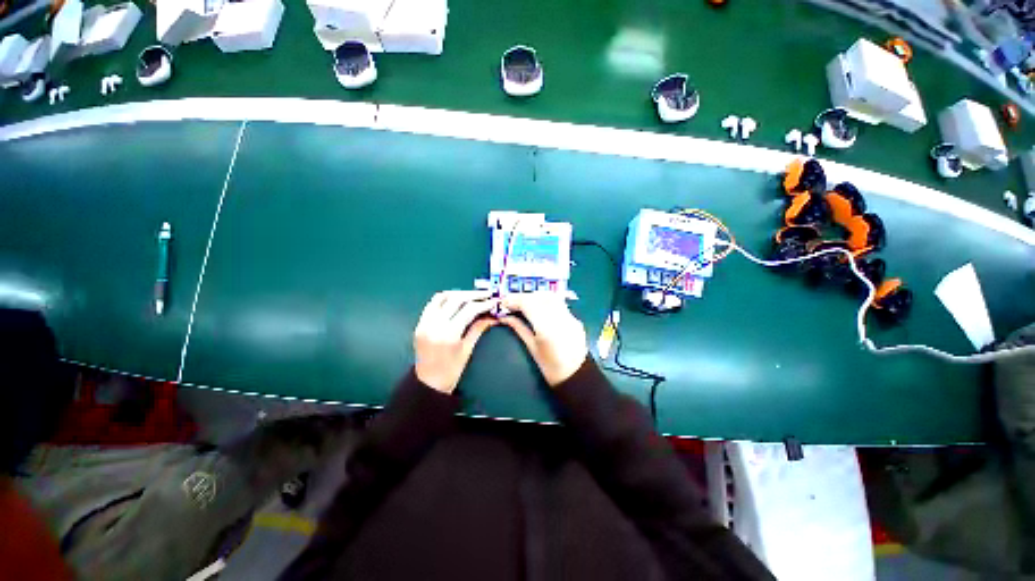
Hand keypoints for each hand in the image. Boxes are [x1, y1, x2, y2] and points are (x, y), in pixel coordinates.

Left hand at [414, 291, 497, 393]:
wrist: (428, 383)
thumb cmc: (451, 371)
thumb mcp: (467, 349)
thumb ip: (478, 328)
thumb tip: (492, 316)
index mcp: (449, 334)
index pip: (469, 309)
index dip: (483, 303)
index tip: (493, 301)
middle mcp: (435, 324)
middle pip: (456, 299)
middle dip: (473, 295)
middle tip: (486, 294)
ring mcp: (424, 322)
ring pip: (442, 297)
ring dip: (458, 293)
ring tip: (472, 296)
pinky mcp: (419, 323)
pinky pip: (433, 304)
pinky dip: (445, 299)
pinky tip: (456, 301)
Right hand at [499, 293, 587, 386]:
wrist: (576, 377)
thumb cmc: (551, 368)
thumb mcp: (532, 349)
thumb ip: (519, 328)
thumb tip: (504, 317)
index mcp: (547, 329)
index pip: (529, 304)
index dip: (514, 300)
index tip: (503, 302)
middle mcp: (560, 318)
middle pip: (539, 297)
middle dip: (523, 296)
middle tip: (511, 302)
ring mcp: (570, 317)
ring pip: (550, 296)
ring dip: (535, 296)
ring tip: (524, 303)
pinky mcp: (575, 318)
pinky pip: (559, 303)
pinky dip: (545, 301)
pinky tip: (538, 307)